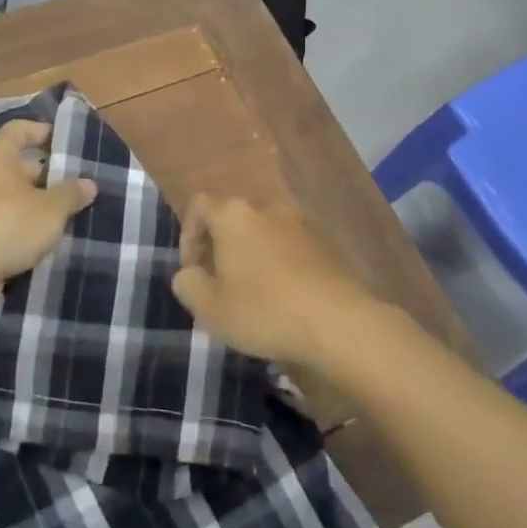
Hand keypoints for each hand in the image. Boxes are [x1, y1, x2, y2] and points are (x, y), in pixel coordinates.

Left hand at [0, 121, 97, 294]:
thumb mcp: (52, 208)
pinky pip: (3, 221)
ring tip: (66, 213)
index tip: (66, 141)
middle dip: (46, 174)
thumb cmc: (9, 223)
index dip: (42, 131)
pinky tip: (44, 238)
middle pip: (16, 165)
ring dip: (35, 203)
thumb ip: (71, 194)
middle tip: (75, 185)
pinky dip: (21, 226)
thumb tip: (88, 184)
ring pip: (11, 196)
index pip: (19, 130)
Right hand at [170, 197, 383, 365]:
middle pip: (233, 217)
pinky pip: (291, 245)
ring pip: (264, 231)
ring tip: (253, 293)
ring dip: (252, 255)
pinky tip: (284, 296)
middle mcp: (267, 207)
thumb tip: (190, 274)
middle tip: (219, 283)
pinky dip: (280, 262)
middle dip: (221, 246)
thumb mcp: (209, 308)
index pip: (199, 205)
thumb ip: (187, 284)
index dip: (188, 235)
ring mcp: (302, 221)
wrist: (339, 322)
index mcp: (234, 214)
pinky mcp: (327, 242)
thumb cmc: (264, 310)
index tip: (193, 270)